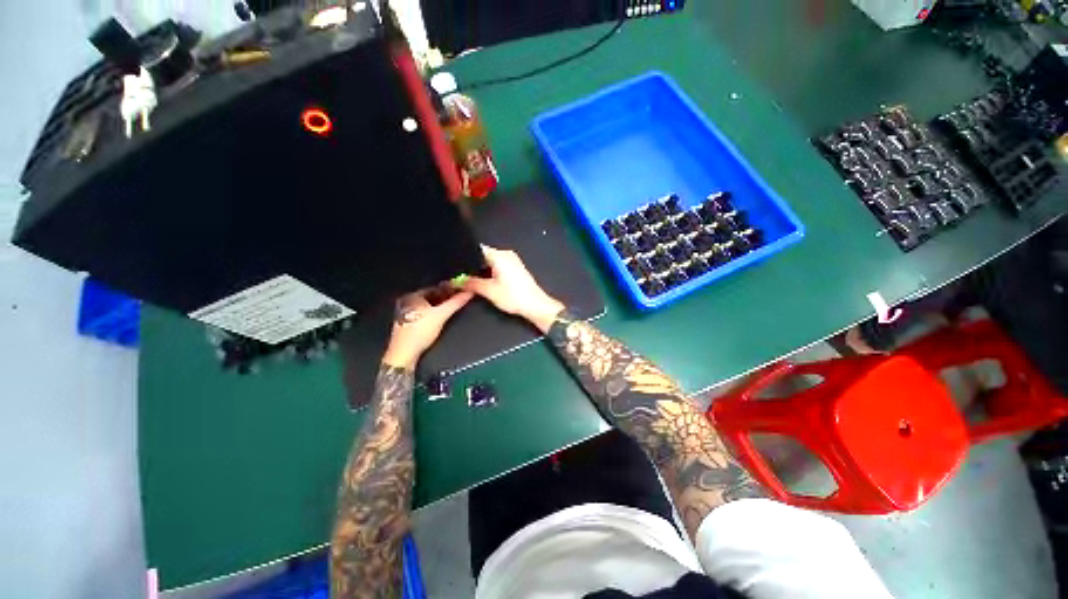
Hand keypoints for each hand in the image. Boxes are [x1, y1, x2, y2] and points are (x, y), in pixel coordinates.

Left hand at [382, 289, 473, 368]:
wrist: (404, 354)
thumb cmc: (420, 332)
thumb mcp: (441, 315)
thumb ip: (455, 303)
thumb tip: (468, 293)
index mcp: (412, 296)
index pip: (435, 288)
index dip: (449, 289)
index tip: (459, 292)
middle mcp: (407, 302)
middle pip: (431, 297)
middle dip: (445, 298)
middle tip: (458, 300)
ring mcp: (405, 313)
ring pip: (427, 306)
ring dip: (440, 306)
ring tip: (451, 308)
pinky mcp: (407, 324)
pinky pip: (423, 314)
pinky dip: (433, 313)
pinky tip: (440, 318)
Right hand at [463, 245, 564, 332]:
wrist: (535, 305)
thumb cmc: (514, 296)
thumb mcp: (488, 290)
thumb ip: (470, 283)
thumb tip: (456, 281)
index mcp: (499, 255)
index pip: (476, 249)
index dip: (465, 257)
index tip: (456, 266)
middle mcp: (506, 254)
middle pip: (483, 256)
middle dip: (473, 266)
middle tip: (461, 276)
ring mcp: (512, 261)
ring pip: (490, 262)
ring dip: (482, 271)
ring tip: (472, 280)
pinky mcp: (515, 269)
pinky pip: (498, 267)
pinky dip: (490, 273)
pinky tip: (485, 283)